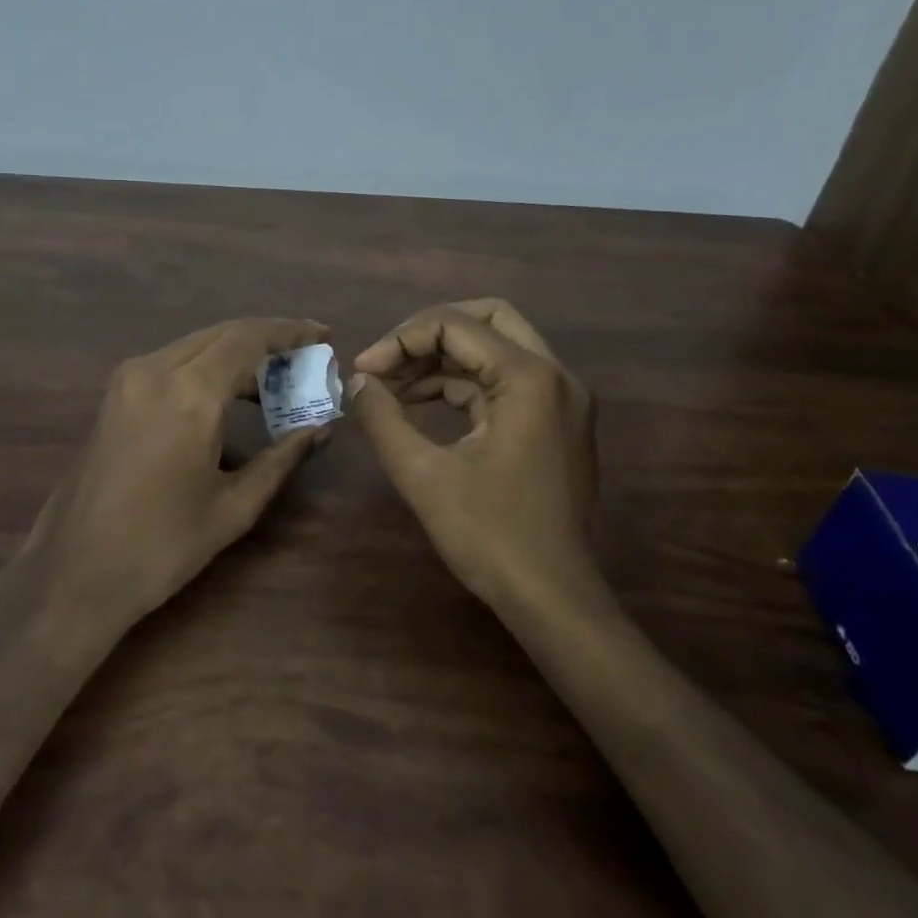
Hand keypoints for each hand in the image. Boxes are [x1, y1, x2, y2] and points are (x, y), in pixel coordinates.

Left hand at [25, 318, 330, 629]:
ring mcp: (129, 378)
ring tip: (275, 379)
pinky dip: (207, 365)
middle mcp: (156, 370)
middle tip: (304, 356)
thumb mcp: (234, 506)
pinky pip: (172, 361)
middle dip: (266, 338)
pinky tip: (229, 394)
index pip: (249, 339)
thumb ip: (282, 457)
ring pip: (196, 344)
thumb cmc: (162, 546)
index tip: (322, 333)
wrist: (74, 572)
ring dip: (236, 351)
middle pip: (222, 333)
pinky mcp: (115, 393)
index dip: (289, 332)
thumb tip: (321, 427)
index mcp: (190, 394)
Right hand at [348, 299, 605, 612]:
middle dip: (428, 332)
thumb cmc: (490, 536)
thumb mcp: (423, 475)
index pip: (455, 325)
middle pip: (486, 318)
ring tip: (391, 384)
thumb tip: (357, 382)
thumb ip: (383, 419)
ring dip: (442, 357)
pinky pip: (504, 380)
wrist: (554, 599)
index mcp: (529, 378)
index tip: (363, 370)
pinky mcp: (555, 420)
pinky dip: (462, 383)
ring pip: (496, 347)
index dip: (400, 340)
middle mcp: (555, 374)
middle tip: (386, 359)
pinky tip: (420, 403)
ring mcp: (561, 398)